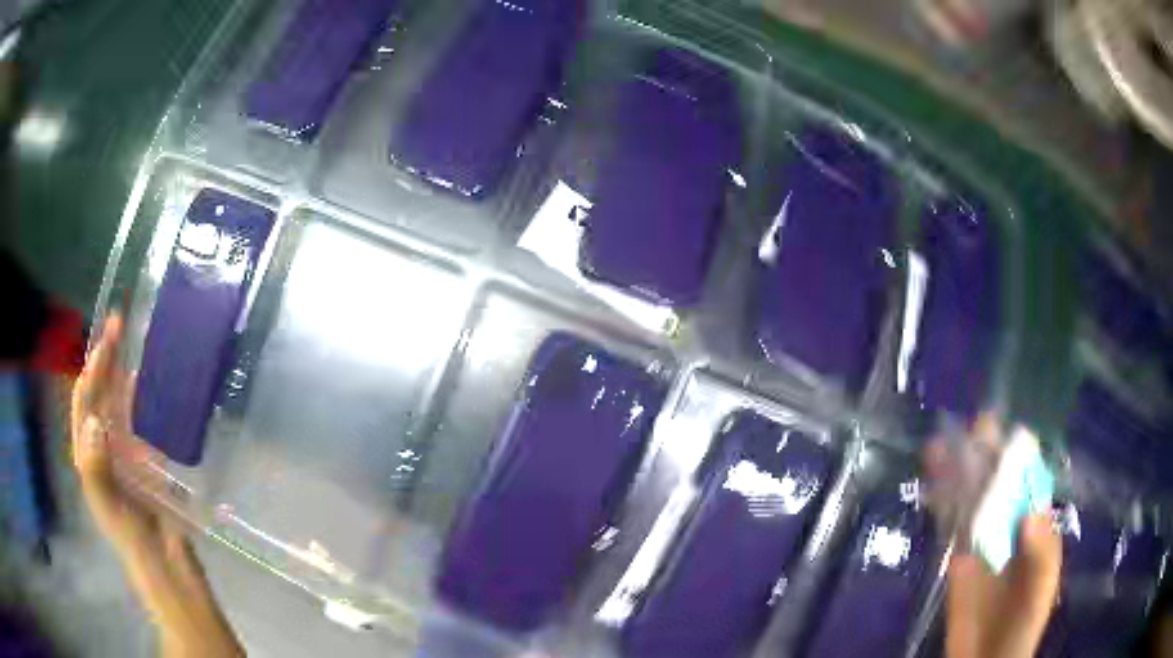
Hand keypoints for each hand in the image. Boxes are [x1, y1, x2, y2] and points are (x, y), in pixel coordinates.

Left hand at [71, 314, 243, 657]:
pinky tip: (148, 386)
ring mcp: (121, 452)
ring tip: (132, 344)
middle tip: (120, 323)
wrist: (167, 567)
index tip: (109, 336)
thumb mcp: (111, 509)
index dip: (93, 366)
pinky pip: (136, 421)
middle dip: (105, 358)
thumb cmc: (134, 539)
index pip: (84, 400)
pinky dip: (139, 399)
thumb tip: (94, 422)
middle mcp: (100, 447)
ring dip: (120, 373)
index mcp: (88, 455)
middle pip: (98, 394)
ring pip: (116, 402)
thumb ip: (96, 470)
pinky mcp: (143, 460)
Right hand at [926, 414, 1061, 657]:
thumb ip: (1041, 554)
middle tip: (968, 431)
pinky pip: (951, 527)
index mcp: (1035, 526)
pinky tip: (932, 487)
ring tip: (938, 449)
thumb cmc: (1024, 624)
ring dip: (957, 475)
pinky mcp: (957, 562)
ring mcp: (982, 543)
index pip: (1028, 481)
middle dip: (984, 456)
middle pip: (997, 485)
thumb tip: (1030, 514)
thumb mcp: (1041, 590)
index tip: (1002, 432)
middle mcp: (1010, 526)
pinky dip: (942, 505)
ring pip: (970, 501)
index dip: (1017, 454)